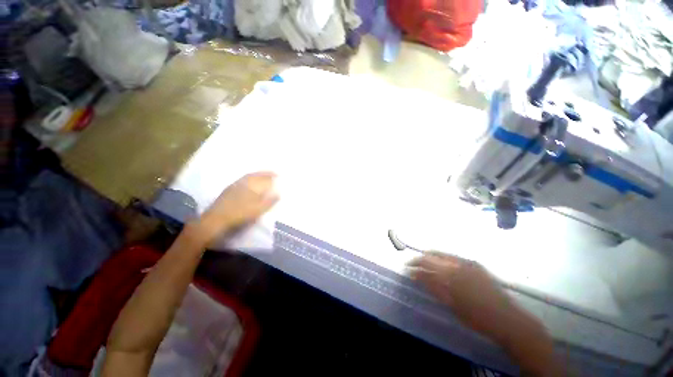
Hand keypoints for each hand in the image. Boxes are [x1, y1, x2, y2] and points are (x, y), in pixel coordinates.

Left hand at [192, 172, 278, 243]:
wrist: (216, 219)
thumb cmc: (240, 214)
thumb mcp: (258, 209)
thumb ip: (269, 201)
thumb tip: (278, 194)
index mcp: (252, 185)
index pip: (264, 177)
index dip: (271, 175)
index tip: (278, 174)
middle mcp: (243, 182)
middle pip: (256, 175)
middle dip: (264, 173)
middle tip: (272, 173)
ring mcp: (234, 185)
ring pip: (248, 177)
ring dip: (256, 175)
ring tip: (262, 177)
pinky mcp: (228, 190)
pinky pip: (242, 180)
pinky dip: (249, 179)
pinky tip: (249, 183)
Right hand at [407, 252, 522, 342]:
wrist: (506, 319)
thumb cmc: (476, 316)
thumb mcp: (450, 304)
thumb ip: (432, 287)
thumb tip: (416, 275)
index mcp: (450, 274)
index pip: (426, 263)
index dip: (414, 265)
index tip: (407, 268)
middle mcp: (457, 263)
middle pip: (432, 256)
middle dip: (420, 259)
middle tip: (413, 264)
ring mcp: (467, 262)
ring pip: (442, 254)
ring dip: (431, 257)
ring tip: (424, 262)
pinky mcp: (475, 263)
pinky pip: (454, 256)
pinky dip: (444, 258)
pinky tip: (442, 263)